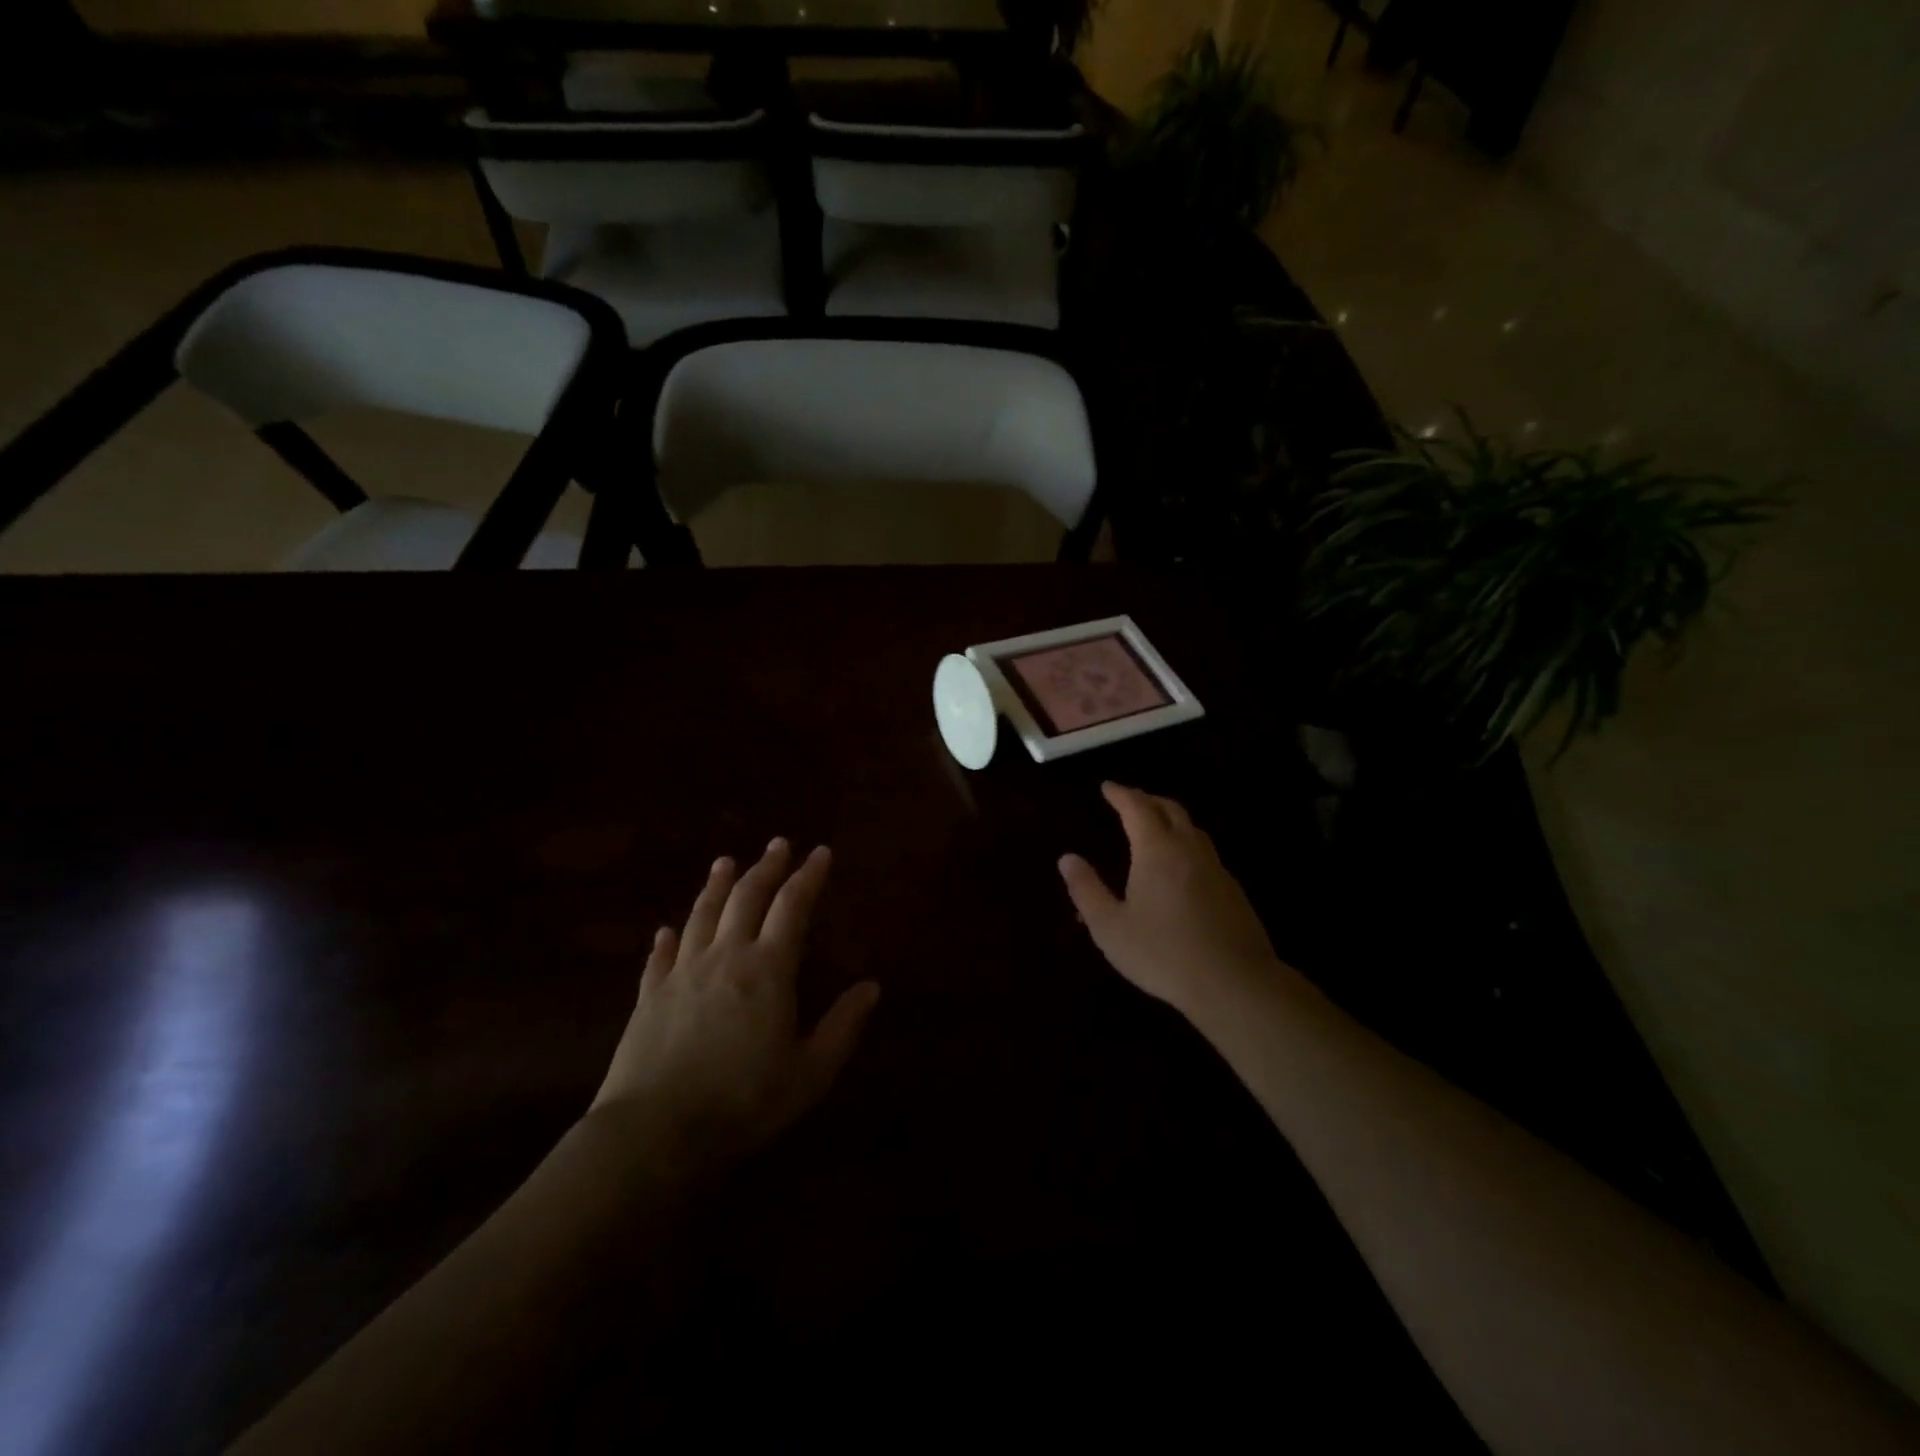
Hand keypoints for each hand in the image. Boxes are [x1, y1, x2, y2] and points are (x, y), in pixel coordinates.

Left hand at [589, 839, 879, 1174]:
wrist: (655, 1132)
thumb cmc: (743, 1102)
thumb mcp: (810, 1072)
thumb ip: (843, 1026)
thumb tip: (872, 987)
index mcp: (768, 969)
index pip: (792, 907)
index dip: (808, 877)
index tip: (820, 852)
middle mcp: (725, 957)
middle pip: (746, 898)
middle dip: (766, 867)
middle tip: (778, 844)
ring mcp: (682, 973)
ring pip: (702, 915)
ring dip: (717, 885)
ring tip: (725, 862)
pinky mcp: (649, 996)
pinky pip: (660, 956)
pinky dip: (667, 938)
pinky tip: (666, 929)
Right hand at [1059, 784, 1291, 1022]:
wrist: (1235, 984)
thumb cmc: (1163, 954)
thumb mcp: (1110, 927)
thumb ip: (1086, 890)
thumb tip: (1067, 858)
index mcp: (1157, 850)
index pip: (1137, 807)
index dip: (1121, 794)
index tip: (1107, 787)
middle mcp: (1189, 849)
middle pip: (1170, 810)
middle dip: (1148, 800)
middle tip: (1130, 801)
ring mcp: (1216, 869)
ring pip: (1193, 830)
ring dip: (1171, 820)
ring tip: (1155, 828)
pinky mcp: (1233, 891)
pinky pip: (1205, 854)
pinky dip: (1187, 845)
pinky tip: (1181, 869)